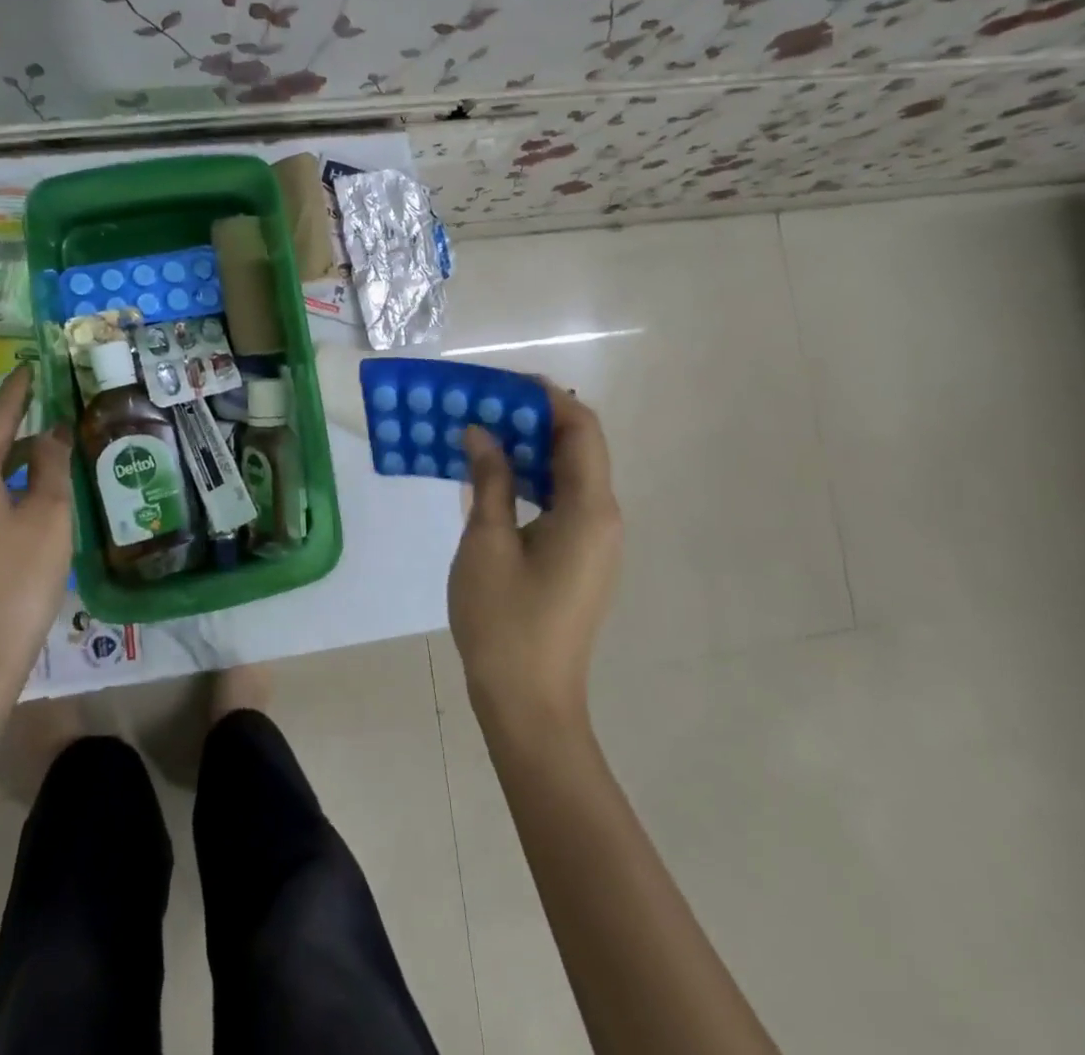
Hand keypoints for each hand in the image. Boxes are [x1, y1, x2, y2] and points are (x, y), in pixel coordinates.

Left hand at [0, 366, 72, 701]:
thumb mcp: (48, 516)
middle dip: (14, 434)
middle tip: (48, 419)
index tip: (28, 367)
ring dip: (6, 470)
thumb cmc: (16, 581)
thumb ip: (49, 466)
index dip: (17, 393)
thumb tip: (50, 432)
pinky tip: (19, 513)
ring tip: (41, 464)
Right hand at [449, 379, 622, 730]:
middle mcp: (604, 518)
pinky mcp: (581, 558)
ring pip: (569, 474)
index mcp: (589, 509)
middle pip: (578, 447)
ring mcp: (596, 541)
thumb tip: (480, 431)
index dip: (547, 397)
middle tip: (482, 404)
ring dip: (530, 448)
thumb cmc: (504, 622)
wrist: (529, 703)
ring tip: (482, 432)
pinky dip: (532, 479)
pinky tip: (493, 477)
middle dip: (534, 418)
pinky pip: (562, 500)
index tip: (502, 382)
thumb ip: (489, 479)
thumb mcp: (487, 542)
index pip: (581, 429)